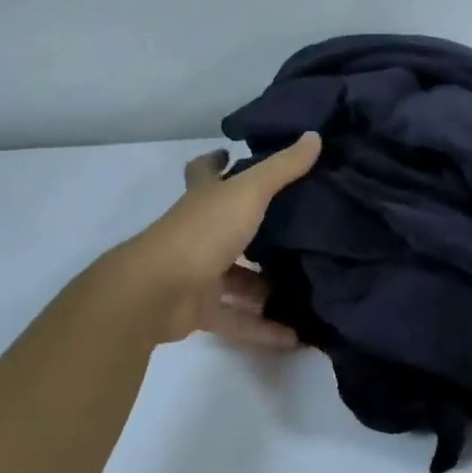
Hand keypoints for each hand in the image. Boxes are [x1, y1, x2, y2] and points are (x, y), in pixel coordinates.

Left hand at [111, 132, 321, 346]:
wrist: (157, 292)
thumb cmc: (202, 232)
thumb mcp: (247, 193)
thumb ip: (281, 169)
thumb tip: (314, 136)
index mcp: (203, 199)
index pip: (204, 171)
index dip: (216, 161)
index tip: (232, 154)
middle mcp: (198, 232)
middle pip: (226, 227)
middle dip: (254, 230)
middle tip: (295, 231)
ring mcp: (197, 273)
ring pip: (236, 279)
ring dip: (264, 287)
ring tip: (305, 289)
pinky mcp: (199, 310)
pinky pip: (237, 319)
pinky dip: (262, 329)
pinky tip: (294, 336)